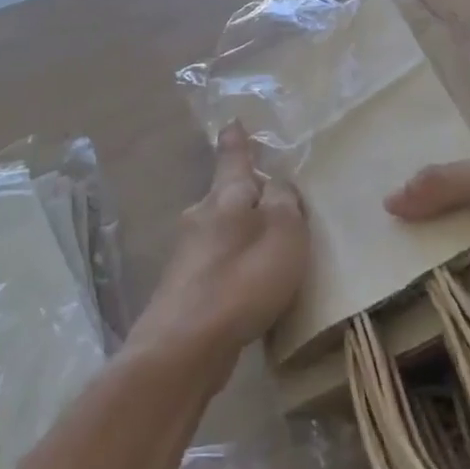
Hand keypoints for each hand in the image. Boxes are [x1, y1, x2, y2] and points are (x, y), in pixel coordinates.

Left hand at [130, 125, 307, 368]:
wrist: (184, 346)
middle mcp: (201, 216)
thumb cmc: (242, 279)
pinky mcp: (184, 290)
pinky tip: (247, 288)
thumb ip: (285, 202)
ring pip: (220, 232)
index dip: (237, 140)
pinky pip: (217, 265)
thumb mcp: (283, 233)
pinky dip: (233, 267)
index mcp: (226, 196)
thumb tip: (277, 184)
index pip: (234, 157)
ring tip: (265, 247)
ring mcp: (188, 254)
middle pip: (225, 196)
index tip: (232, 122)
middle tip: (269, 196)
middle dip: (245, 194)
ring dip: (239, 234)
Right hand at [384, 128, 469, 306]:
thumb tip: (388, 202)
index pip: (460, 143)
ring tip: (402, 263)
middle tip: (386, 228)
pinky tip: (442, 293)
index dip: (429, 153)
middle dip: (434, 210)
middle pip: (465, 195)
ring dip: (454, 250)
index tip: (389, 171)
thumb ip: (442, 185)